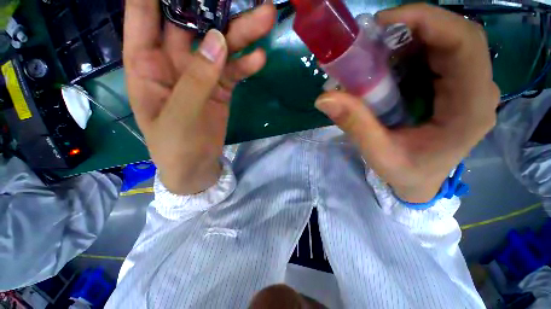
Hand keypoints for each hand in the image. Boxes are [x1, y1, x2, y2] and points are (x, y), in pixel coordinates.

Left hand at [124, 0, 275, 193]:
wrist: (196, 166)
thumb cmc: (175, 147)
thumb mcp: (179, 116)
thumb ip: (196, 79)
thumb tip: (219, 41)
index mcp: (146, 63)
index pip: (144, 13)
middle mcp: (173, 61)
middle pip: (192, 23)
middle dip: (214, 6)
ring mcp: (201, 74)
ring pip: (220, 45)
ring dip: (242, 33)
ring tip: (265, 18)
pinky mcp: (220, 89)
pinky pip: (234, 71)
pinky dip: (246, 65)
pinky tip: (260, 59)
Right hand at [314, 4, 499, 202]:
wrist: (423, 183)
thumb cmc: (407, 174)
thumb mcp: (378, 154)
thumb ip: (355, 124)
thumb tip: (324, 98)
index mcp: (471, 108)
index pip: (465, 43)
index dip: (427, 20)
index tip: (383, 22)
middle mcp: (479, 90)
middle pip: (455, 35)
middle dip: (412, 27)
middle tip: (370, 40)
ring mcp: (470, 86)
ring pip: (445, 41)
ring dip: (407, 39)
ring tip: (373, 55)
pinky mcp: (457, 86)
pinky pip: (436, 54)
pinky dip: (409, 52)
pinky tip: (385, 66)